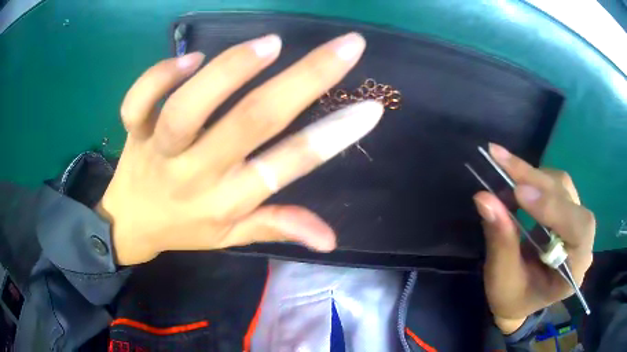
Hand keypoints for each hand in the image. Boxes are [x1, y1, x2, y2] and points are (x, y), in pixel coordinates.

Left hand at [97, 33, 384, 264]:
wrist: (130, 224)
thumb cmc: (184, 228)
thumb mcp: (232, 237)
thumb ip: (277, 226)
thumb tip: (331, 238)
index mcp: (227, 201)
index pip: (287, 166)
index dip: (333, 137)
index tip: (370, 107)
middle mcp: (196, 173)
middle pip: (251, 122)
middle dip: (307, 79)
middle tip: (347, 46)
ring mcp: (159, 150)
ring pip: (189, 108)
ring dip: (231, 71)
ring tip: (271, 44)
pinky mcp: (134, 131)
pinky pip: (140, 101)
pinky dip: (161, 75)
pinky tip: (189, 57)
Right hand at [473, 144, 594, 333]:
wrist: (521, 298)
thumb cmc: (514, 298)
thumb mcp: (503, 280)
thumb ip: (500, 242)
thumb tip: (484, 198)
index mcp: (575, 269)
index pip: (579, 230)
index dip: (553, 208)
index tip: (519, 193)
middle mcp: (583, 240)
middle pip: (568, 199)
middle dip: (536, 181)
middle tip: (501, 161)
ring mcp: (576, 221)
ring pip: (562, 185)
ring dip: (533, 176)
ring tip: (503, 172)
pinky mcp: (566, 209)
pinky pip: (555, 184)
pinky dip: (533, 178)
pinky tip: (515, 181)